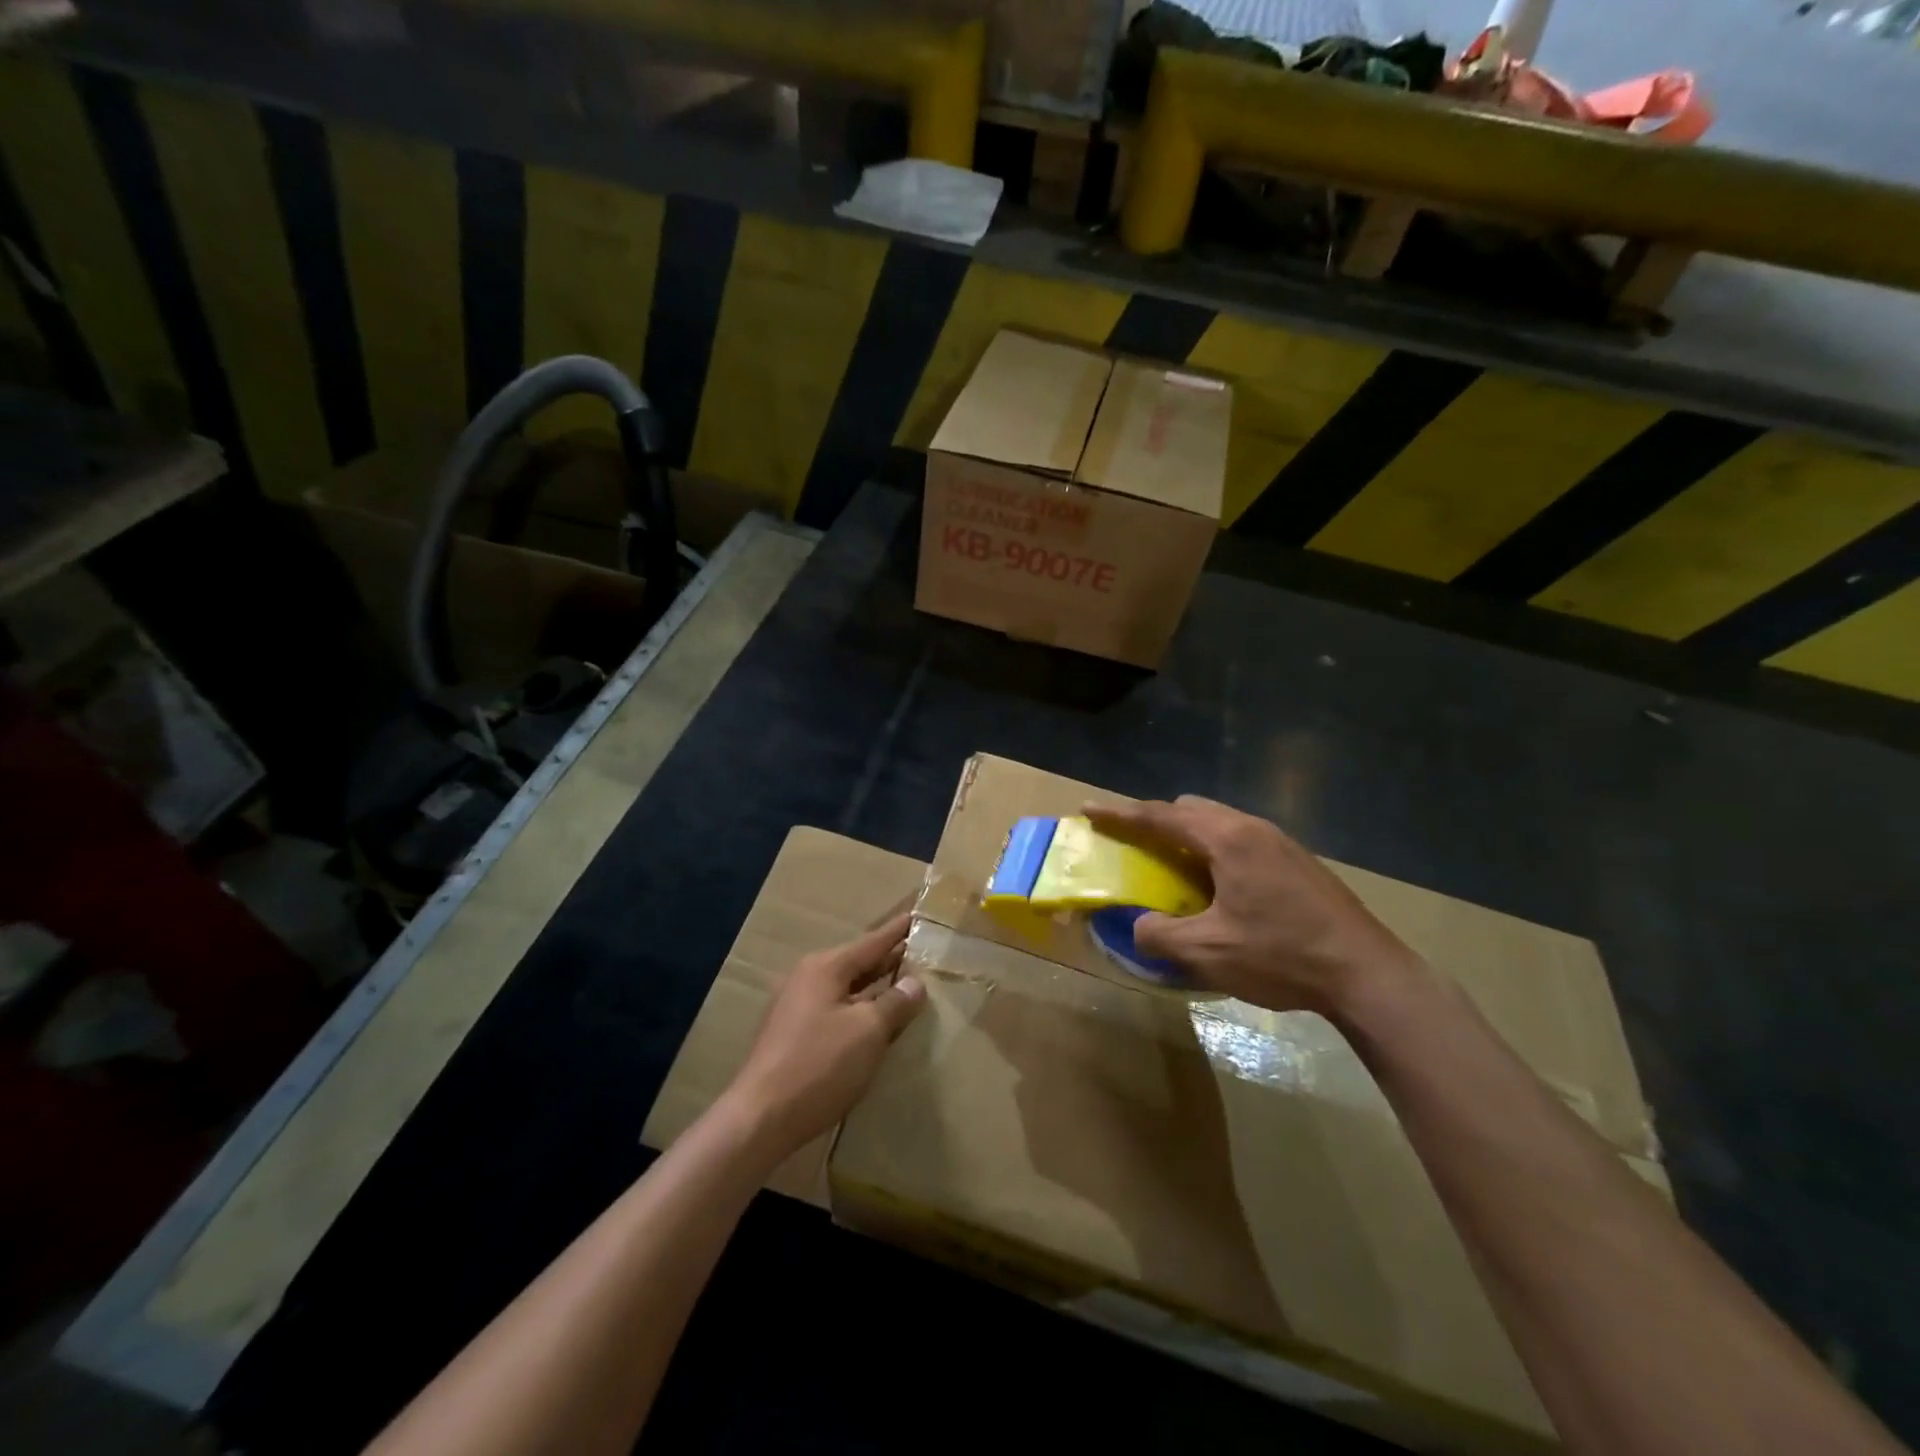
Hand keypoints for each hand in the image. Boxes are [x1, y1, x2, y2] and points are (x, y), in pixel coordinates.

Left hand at [723, 910, 925, 1157]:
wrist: (760, 1119)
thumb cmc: (820, 1065)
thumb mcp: (869, 1031)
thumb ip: (896, 1003)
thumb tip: (915, 983)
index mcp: (825, 967)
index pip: (873, 942)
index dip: (898, 931)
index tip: (918, 914)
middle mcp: (807, 978)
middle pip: (858, 964)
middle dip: (888, 960)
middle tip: (921, 952)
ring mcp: (795, 1007)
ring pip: (846, 989)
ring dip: (874, 989)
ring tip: (904, 986)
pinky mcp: (791, 1035)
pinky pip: (835, 1010)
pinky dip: (858, 1010)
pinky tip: (874, 1024)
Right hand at [1087, 797, 1418, 1017]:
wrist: (1367, 973)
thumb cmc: (1282, 955)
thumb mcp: (1208, 952)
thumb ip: (1159, 935)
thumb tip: (1139, 927)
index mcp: (1227, 839)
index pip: (1160, 816)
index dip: (1120, 814)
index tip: (1089, 810)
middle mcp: (1252, 828)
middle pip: (1191, 809)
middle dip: (1155, 821)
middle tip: (1133, 844)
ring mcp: (1280, 842)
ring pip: (1219, 823)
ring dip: (1188, 838)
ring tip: (1173, 869)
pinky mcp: (1298, 862)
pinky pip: (1240, 841)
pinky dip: (1214, 852)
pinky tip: (1219, 889)